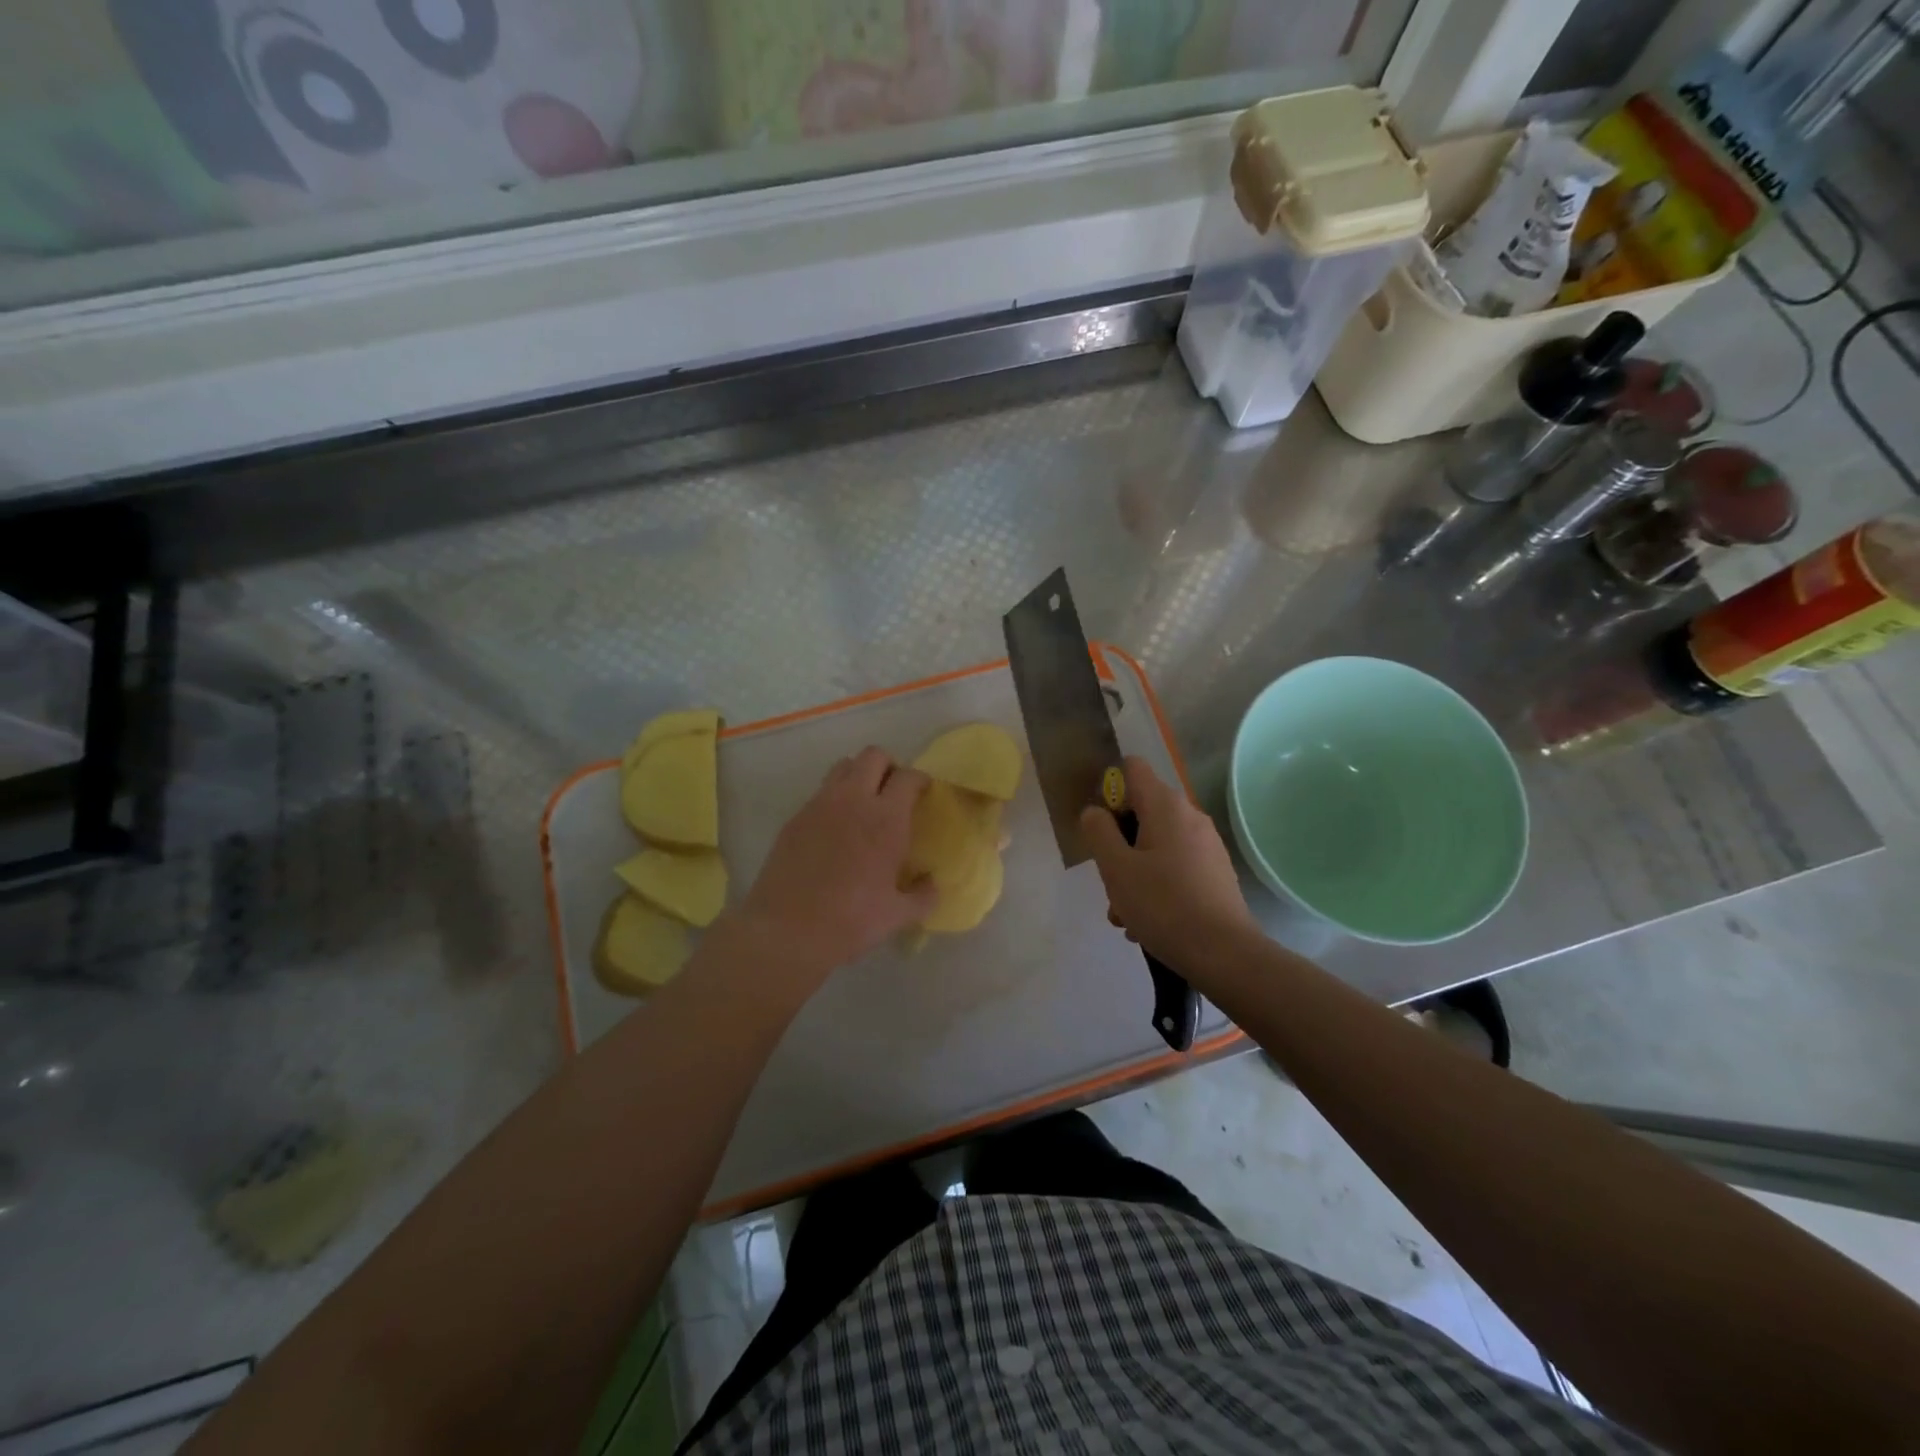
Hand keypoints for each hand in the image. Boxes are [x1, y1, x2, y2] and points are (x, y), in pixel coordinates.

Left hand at [733, 747, 936, 985]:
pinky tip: (835, 829)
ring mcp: (820, 805)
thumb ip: (923, 896)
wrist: (786, 931)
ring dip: (858, 775)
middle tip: (893, 792)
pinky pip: (820, 792)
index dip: (919, 780)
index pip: (908, 777)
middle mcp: (853, 800)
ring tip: (863, 804)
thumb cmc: (850, 921)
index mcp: (886, 819)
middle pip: (873, 755)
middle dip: (888, 766)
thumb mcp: (897, 915)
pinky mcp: (795, 817)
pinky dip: (834, 798)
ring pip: (843, 766)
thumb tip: (932, 884)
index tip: (923, 793)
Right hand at [1080, 757, 1255, 971]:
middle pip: (1141, 812)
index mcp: (1166, 806)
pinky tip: (1147, 922)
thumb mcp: (1116, 869)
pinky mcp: (1215, 872)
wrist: (1224, 954)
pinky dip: (1156, 885)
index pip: (1132, 769)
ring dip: (1133, 872)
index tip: (1099, 824)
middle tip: (1108, 881)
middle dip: (1118, 843)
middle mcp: (1190, 816)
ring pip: (1155, 846)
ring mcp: (1207, 845)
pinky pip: (1174, 866)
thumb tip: (1094, 811)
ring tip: (1124, 914)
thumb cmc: (1163, 905)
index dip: (1109, 787)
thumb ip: (1098, 832)